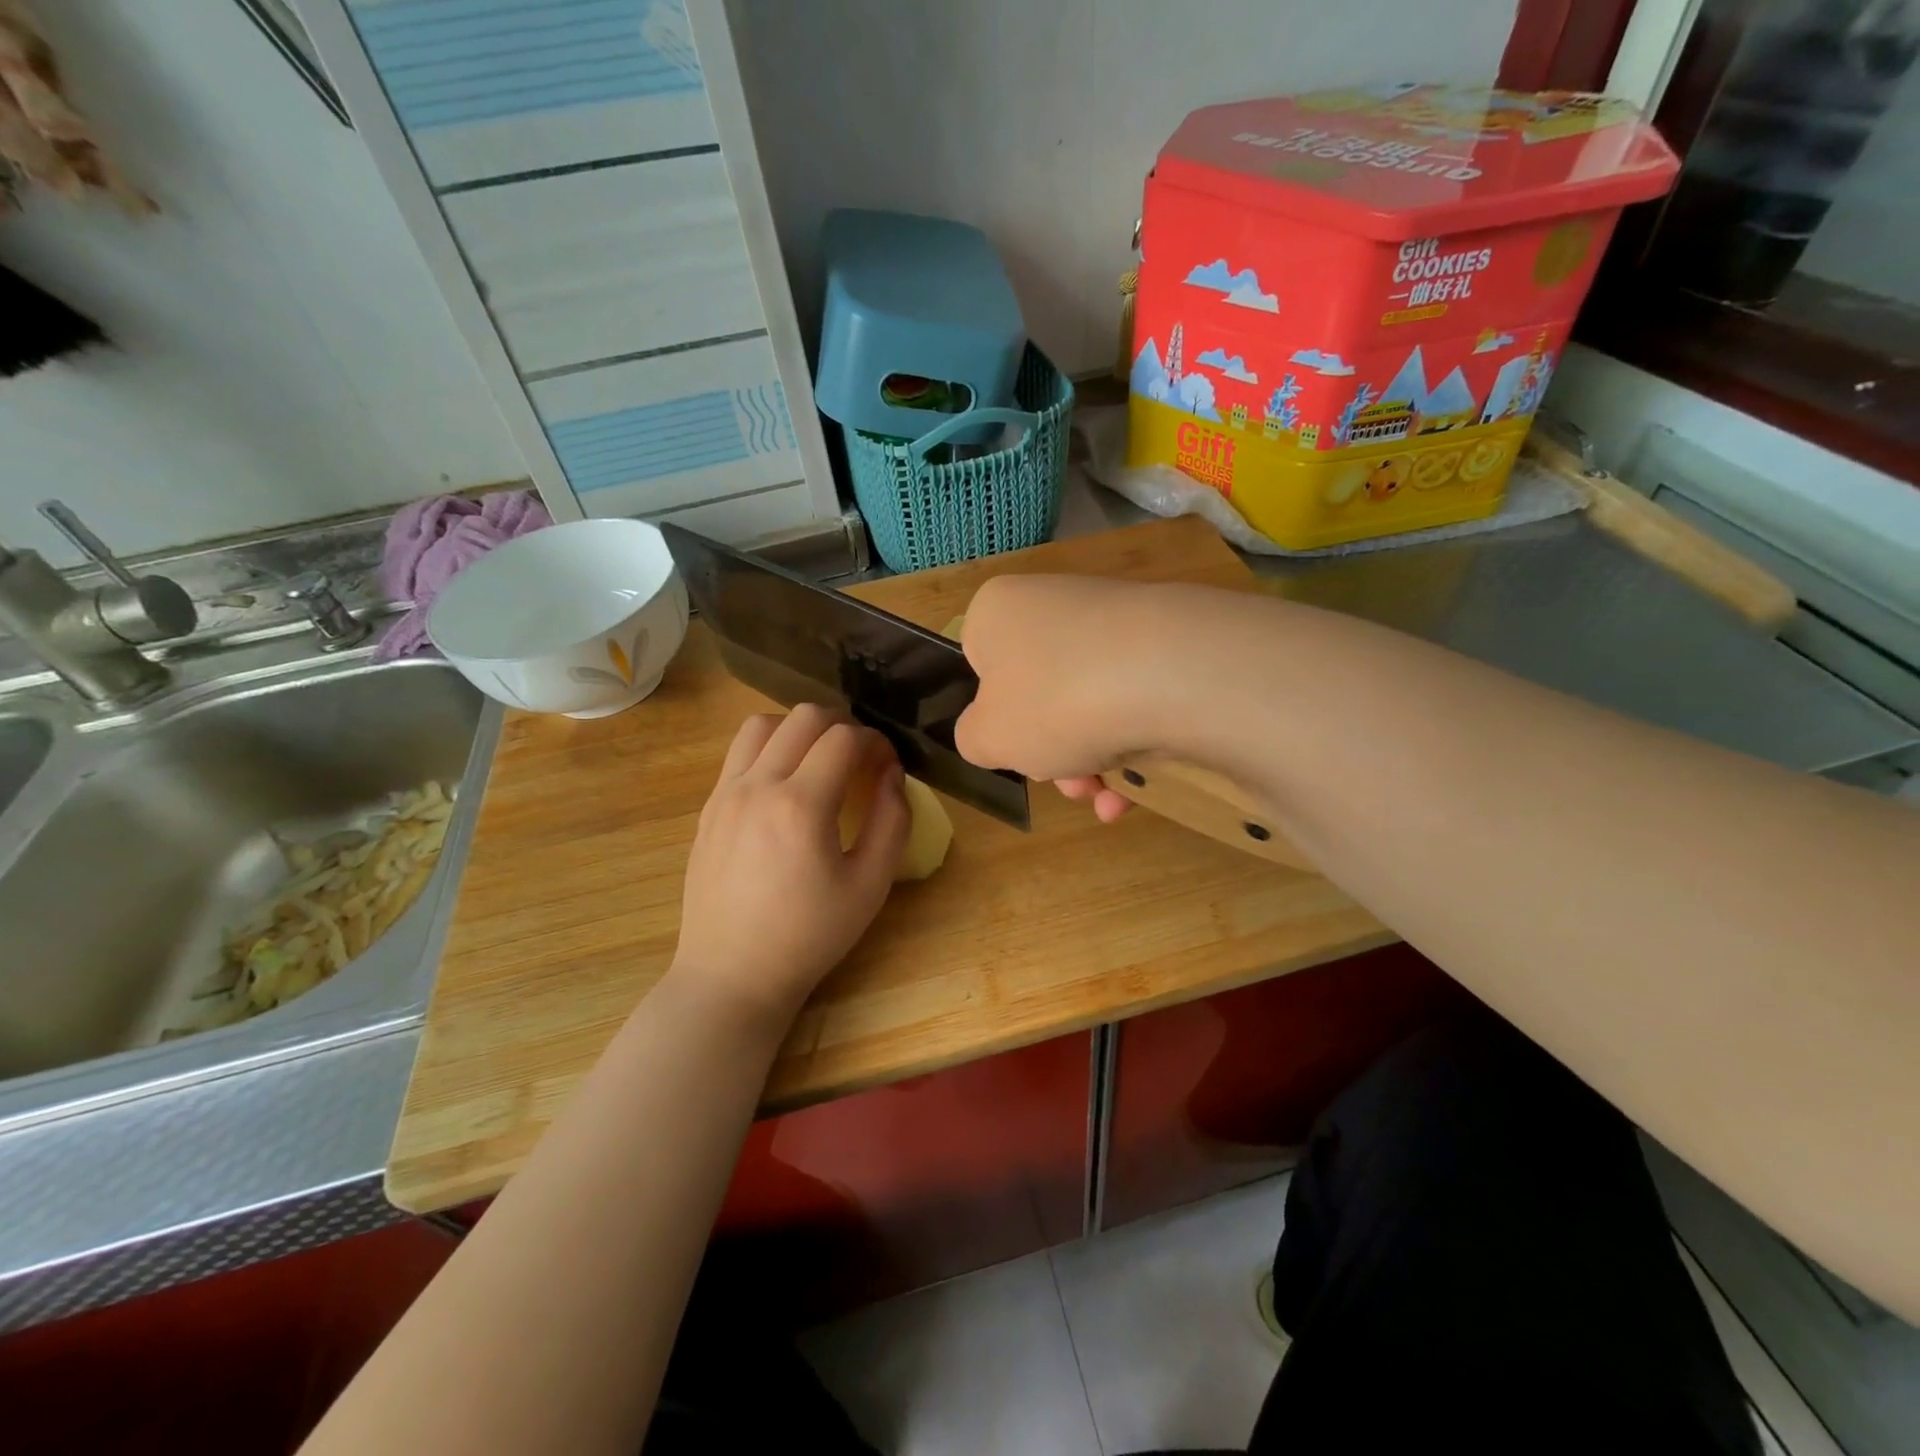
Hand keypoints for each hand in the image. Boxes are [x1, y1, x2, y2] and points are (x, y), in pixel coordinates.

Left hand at [671, 705, 909, 1027]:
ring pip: (762, 724)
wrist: (732, 975)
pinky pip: (738, 753)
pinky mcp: (708, 807)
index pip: (844, 738)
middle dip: (841, 725)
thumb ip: (892, 821)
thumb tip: (893, 773)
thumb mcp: (870, 886)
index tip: (887, 763)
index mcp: (800, 805)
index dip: (875, 741)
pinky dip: (768, 748)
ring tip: (818, 758)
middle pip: (803, 717)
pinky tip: (784, 782)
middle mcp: (757, 786)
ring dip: (798, 728)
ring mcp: (725, 794)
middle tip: (859, 757)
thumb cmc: (809, 936)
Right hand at [956, 575, 1174, 819]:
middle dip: (1051, 753)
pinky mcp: (1165, 643)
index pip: (980, 666)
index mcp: (999, 612)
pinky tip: (1138, 792)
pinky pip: (1133, 700)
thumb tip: (993, 733)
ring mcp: (1114, 621)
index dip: (994, 717)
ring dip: (1091, 762)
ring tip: (1108, 798)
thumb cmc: (1054, 701)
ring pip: (1087, 704)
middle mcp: (1054, 604)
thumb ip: (973, 739)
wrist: (1172, 675)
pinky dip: (1131, 746)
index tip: (1014, 747)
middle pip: (1039, 694)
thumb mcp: (986, 737)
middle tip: (1069, 785)